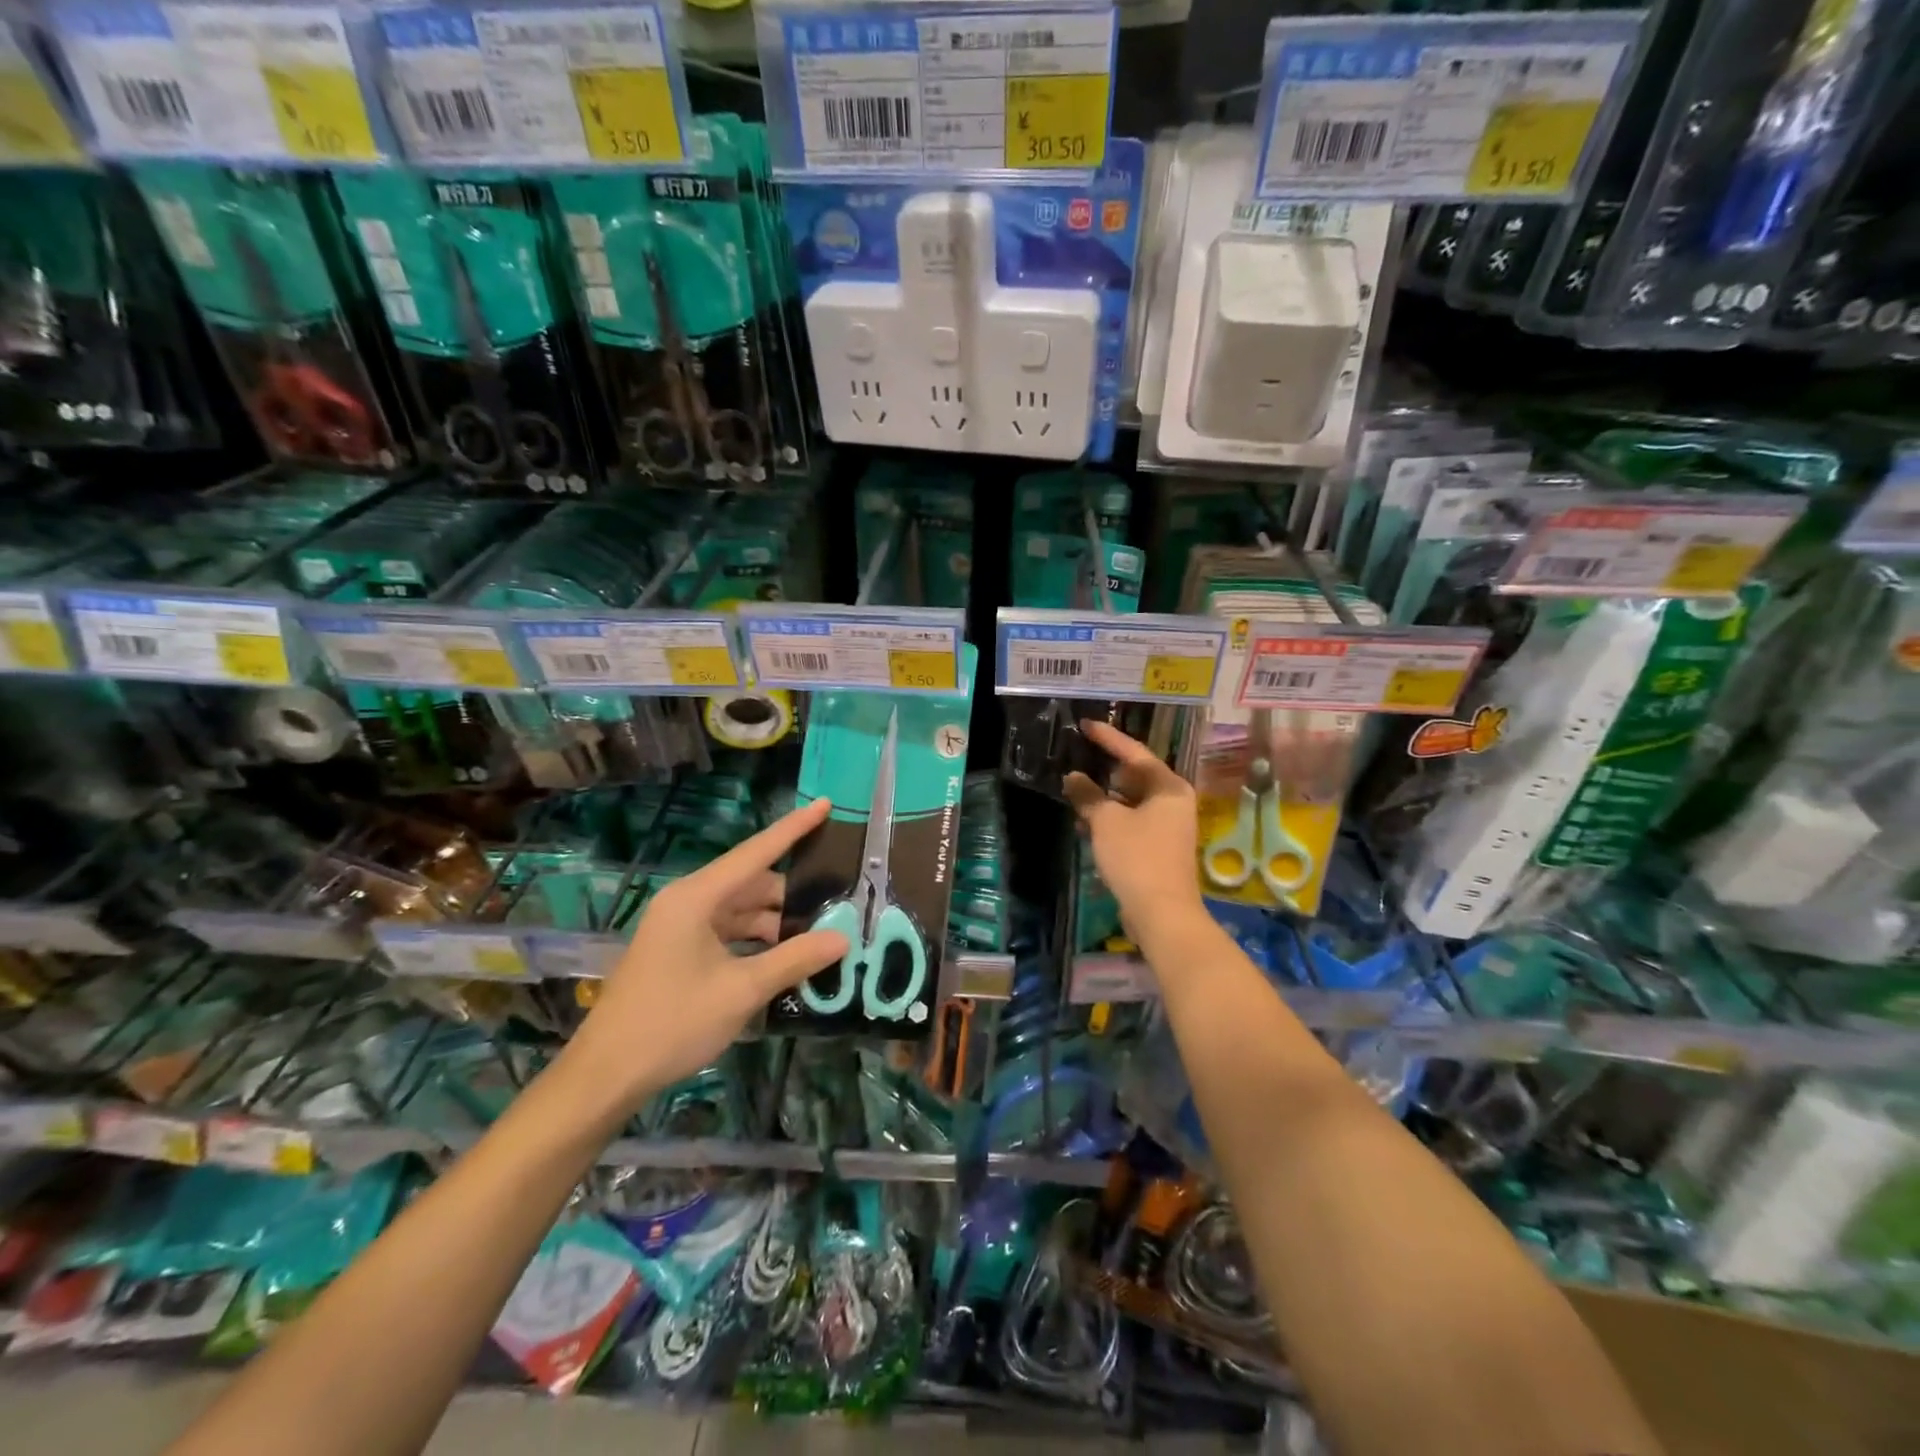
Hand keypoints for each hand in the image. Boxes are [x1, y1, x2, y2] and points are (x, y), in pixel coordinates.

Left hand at [563, 799, 847, 1113]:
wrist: (606, 1075)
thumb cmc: (672, 1022)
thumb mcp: (741, 990)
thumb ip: (794, 959)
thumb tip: (842, 938)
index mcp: (696, 898)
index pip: (756, 852)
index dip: (794, 829)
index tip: (826, 804)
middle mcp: (688, 902)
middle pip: (751, 884)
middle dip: (794, 894)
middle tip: (839, 901)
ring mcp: (681, 928)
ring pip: (741, 911)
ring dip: (777, 923)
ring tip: (822, 934)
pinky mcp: (679, 951)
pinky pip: (728, 933)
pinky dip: (757, 941)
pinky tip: (786, 958)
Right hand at [1063, 720, 1204, 942]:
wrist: (1162, 913)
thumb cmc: (1137, 857)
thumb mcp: (1106, 821)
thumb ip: (1087, 795)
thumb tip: (1073, 777)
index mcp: (1169, 787)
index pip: (1134, 753)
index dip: (1108, 738)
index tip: (1085, 725)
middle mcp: (1174, 802)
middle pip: (1134, 777)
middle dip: (1104, 773)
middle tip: (1076, 762)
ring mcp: (1169, 826)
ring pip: (1131, 802)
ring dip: (1104, 800)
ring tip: (1074, 794)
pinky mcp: (1159, 848)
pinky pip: (1132, 822)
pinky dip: (1111, 820)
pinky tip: (1086, 824)